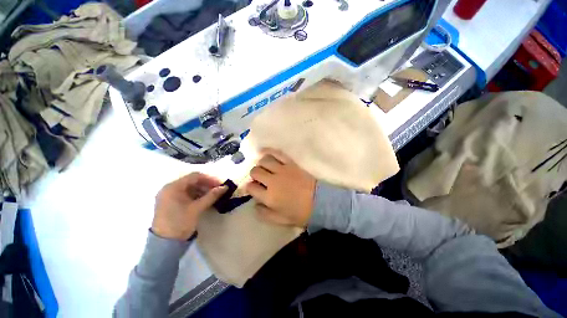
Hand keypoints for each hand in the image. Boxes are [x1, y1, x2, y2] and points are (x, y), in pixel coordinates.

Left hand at [152, 173, 227, 240]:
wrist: (165, 244)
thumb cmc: (180, 223)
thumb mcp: (197, 208)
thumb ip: (212, 195)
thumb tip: (225, 187)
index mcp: (173, 187)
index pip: (195, 176)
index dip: (210, 179)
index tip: (220, 184)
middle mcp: (169, 188)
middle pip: (192, 181)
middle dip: (207, 184)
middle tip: (218, 190)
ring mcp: (168, 195)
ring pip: (189, 187)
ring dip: (202, 190)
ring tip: (213, 195)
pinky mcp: (170, 202)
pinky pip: (185, 194)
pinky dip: (196, 195)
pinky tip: (204, 199)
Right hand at [246, 149, 315, 227]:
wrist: (319, 202)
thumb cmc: (299, 213)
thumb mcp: (279, 220)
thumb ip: (263, 213)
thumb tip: (254, 203)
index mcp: (269, 197)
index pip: (251, 187)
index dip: (250, 188)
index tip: (253, 189)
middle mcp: (273, 181)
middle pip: (255, 172)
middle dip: (254, 175)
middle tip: (260, 179)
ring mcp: (282, 170)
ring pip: (264, 161)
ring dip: (260, 164)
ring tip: (264, 168)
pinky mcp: (290, 163)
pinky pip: (277, 153)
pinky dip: (268, 151)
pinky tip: (263, 152)